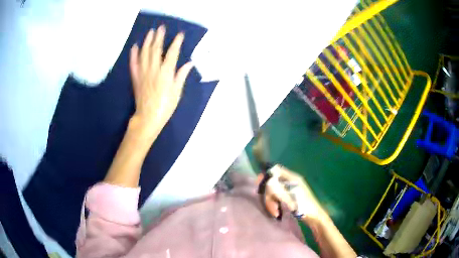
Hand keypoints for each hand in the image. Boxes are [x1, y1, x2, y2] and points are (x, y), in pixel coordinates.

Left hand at [129, 25, 192, 137]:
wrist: (148, 118)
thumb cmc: (165, 106)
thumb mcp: (177, 93)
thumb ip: (181, 76)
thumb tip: (189, 63)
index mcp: (166, 74)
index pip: (172, 54)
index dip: (176, 43)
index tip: (180, 35)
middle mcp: (154, 70)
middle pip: (156, 50)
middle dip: (159, 37)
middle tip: (161, 28)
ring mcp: (143, 73)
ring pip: (144, 53)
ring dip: (147, 41)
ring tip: (150, 32)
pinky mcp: (136, 78)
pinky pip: (133, 64)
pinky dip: (133, 54)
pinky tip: (134, 46)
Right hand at [259, 165, 326, 221]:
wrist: (314, 217)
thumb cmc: (304, 206)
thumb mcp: (290, 197)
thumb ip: (277, 188)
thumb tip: (265, 180)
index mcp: (292, 178)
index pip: (275, 170)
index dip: (266, 176)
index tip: (258, 185)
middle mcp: (290, 181)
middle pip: (272, 183)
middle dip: (269, 196)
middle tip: (273, 207)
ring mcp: (289, 190)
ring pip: (274, 192)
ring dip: (271, 202)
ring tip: (275, 212)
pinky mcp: (289, 198)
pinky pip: (277, 198)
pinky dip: (275, 205)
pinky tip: (277, 212)